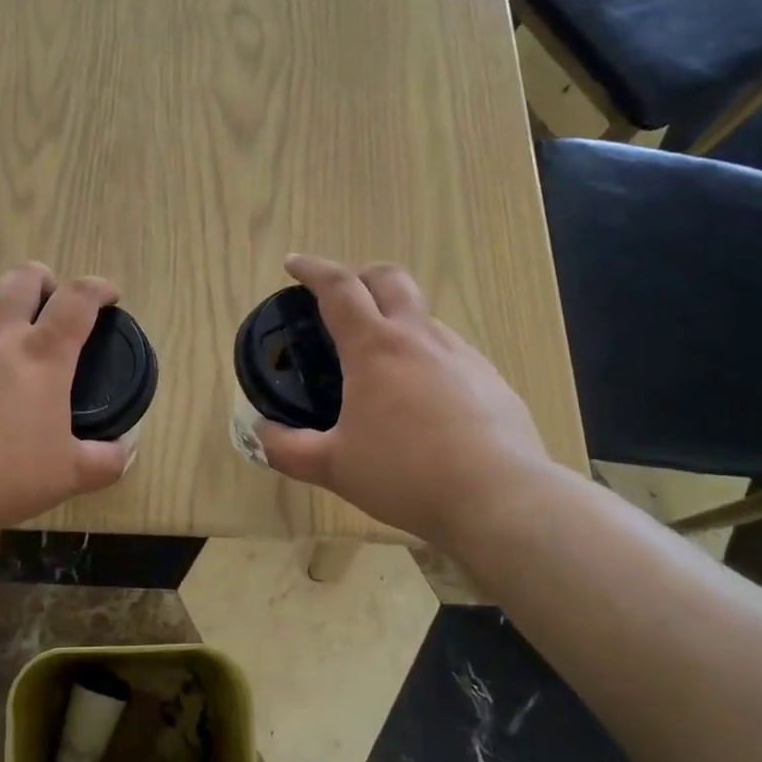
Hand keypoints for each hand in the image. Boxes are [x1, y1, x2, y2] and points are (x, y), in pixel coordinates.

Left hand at [0, 263, 133, 533]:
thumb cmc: (4, 476)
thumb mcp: (69, 475)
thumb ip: (106, 460)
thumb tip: (127, 450)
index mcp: (42, 354)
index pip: (77, 299)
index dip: (98, 287)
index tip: (109, 294)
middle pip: (21, 278)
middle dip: (43, 280)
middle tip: (50, 304)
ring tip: (3, 340)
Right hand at [257, 255, 553, 548]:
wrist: (500, 497)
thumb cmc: (405, 474)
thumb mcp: (334, 467)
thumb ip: (288, 449)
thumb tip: (261, 435)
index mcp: (375, 348)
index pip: (339, 288)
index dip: (312, 270)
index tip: (294, 264)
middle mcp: (420, 339)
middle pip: (390, 279)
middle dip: (361, 275)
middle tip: (343, 296)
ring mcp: (462, 356)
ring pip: (424, 317)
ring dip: (396, 320)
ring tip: (381, 361)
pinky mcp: (491, 380)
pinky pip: (451, 353)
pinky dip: (426, 357)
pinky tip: (424, 400)